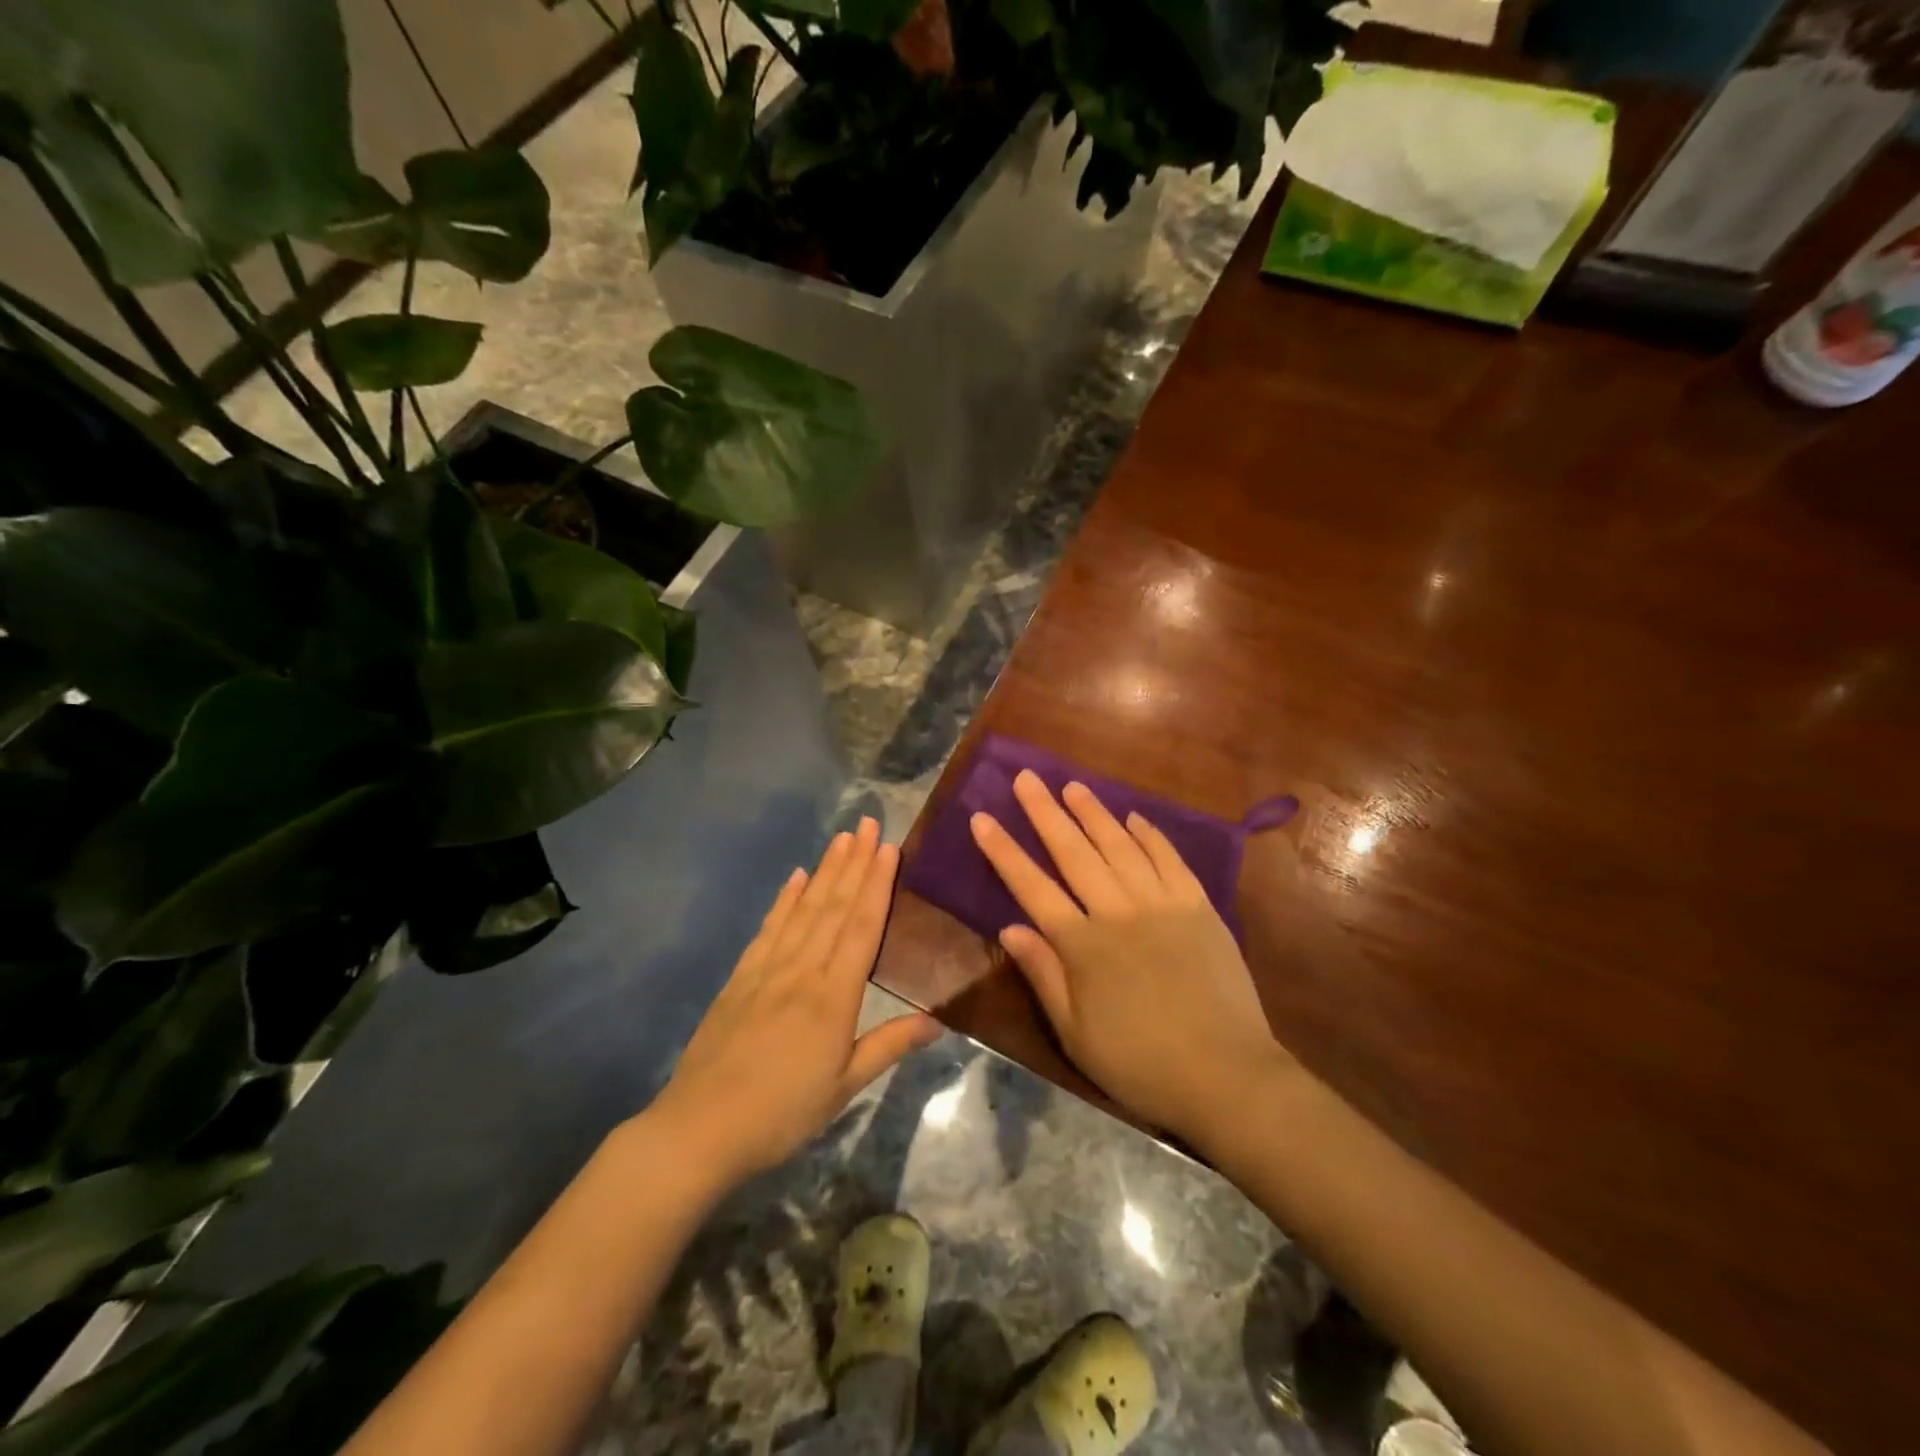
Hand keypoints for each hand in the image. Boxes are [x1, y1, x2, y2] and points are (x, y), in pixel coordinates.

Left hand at [649, 818, 939, 1182]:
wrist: (700, 1128)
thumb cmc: (782, 1112)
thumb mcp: (844, 1086)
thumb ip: (891, 1045)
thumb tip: (940, 1019)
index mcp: (833, 996)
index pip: (862, 927)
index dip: (878, 884)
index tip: (890, 848)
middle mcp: (802, 969)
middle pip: (834, 906)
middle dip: (855, 862)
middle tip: (870, 823)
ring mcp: (768, 969)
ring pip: (804, 909)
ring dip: (826, 870)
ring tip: (842, 837)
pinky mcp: (741, 976)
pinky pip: (769, 928)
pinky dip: (785, 899)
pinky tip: (796, 878)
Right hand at [970, 772, 1290, 1142]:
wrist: (1227, 1076)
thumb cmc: (1140, 1063)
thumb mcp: (1075, 1033)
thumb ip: (1043, 974)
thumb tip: (1010, 927)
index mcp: (1082, 945)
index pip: (1032, 886)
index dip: (1004, 851)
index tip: (982, 818)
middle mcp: (1118, 911)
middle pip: (1073, 852)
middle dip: (1045, 812)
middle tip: (1027, 778)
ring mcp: (1162, 903)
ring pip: (1120, 845)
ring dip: (1094, 813)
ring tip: (1072, 785)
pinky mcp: (1199, 906)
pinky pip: (1170, 859)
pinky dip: (1150, 835)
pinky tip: (1134, 817)